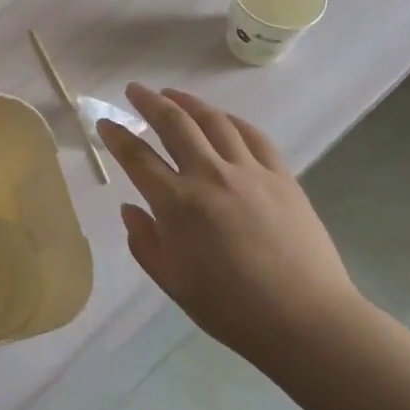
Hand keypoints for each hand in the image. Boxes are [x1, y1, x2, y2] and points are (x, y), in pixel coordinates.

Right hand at [96, 84, 362, 361]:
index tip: (104, 122)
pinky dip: (231, 120)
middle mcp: (210, 176)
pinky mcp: (281, 176)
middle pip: (174, 124)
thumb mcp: (173, 282)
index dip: (117, 136)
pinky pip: (252, 135)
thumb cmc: (231, 308)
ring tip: (172, 94)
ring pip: (214, 121)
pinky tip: (222, 118)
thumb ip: (145, 242)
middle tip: (135, 89)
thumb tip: (130, 209)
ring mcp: (249, 172)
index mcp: (178, 205)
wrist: (305, 320)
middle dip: (149, 102)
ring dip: (188, 102)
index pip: (138, 158)